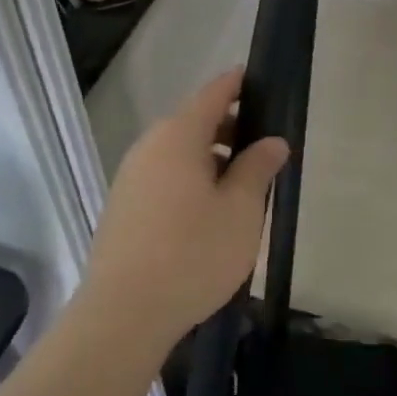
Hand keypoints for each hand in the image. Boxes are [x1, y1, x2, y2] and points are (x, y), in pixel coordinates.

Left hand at [83, 68, 289, 345]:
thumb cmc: (193, 253)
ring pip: (179, 153)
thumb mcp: (241, 210)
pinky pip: (164, 177)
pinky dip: (190, 180)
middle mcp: (149, 147)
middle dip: (230, 128)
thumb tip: (272, 141)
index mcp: (178, 136)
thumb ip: (258, 168)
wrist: (123, 314)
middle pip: (194, 123)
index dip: (238, 84)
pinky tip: (209, 214)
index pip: (214, 94)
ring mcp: (131, 177)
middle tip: (264, 149)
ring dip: (211, 159)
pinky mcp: (123, 207)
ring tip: (242, 188)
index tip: (260, 81)